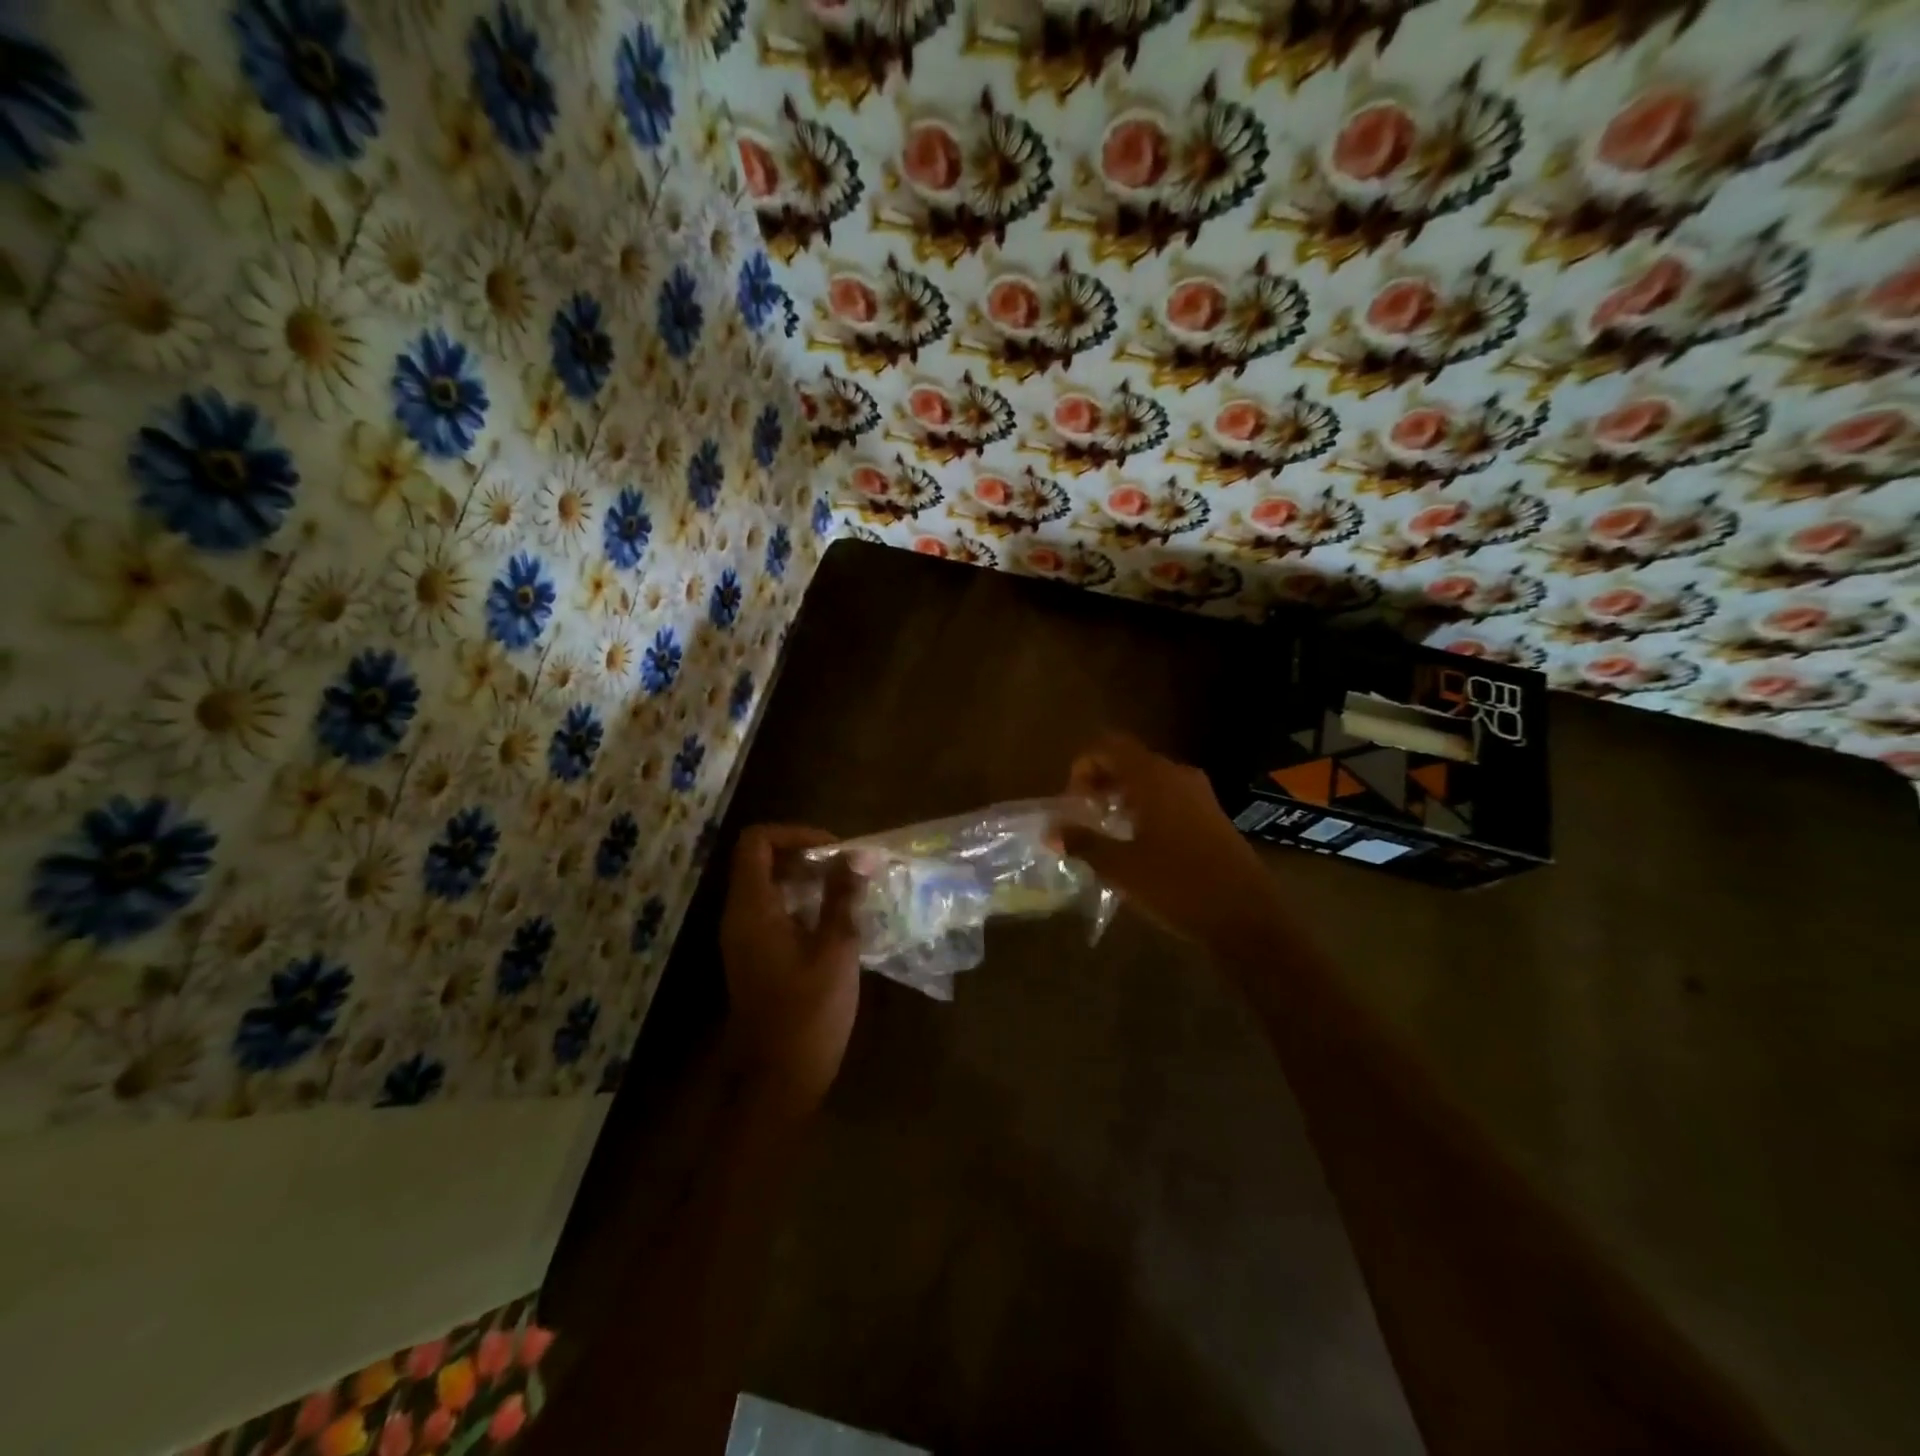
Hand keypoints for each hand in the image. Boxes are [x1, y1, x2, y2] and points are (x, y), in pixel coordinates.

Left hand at [719, 824, 862, 1111]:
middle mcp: (741, 916)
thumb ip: (844, 898)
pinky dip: (805, 903)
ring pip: (772, 885)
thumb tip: (859, 854)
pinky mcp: (758, 955)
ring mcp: (746, 937)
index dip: (796, 833)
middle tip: (851, 869)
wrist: (780, 1081)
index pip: (758, 842)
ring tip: (852, 890)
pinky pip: (777, 911)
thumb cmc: (808, 1015)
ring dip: (810, 878)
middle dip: (809, 854)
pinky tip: (840, 920)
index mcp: (752, 909)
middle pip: (764, 860)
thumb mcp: (835, 950)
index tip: (836, 850)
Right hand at [1059, 732, 1276, 945]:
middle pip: (1128, 761)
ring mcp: (1199, 794)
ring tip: (1106, 832)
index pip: (1108, 746)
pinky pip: (1168, 797)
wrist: (1247, 917)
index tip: (1072, 803)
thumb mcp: (1121, 867)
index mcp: (1153, 778)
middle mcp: (1177, 775)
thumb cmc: (1177, 885)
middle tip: (1082, 817)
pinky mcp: (1212, 816)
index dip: (1082, 766)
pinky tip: (1138, 845)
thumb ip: (1082, 842)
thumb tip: (1051, 831)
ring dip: (1121, 797)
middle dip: (1099, 782)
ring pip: (1149, 780)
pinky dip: (1145, 809)